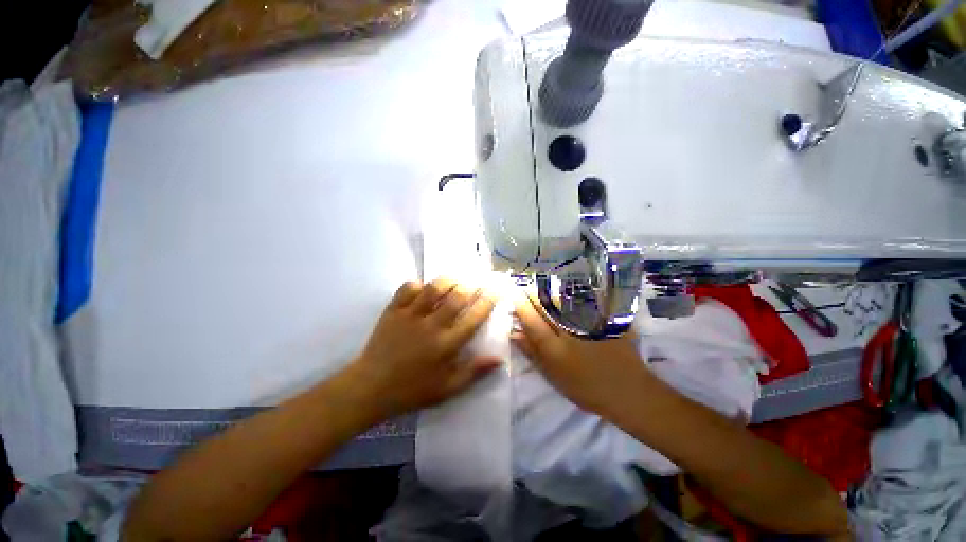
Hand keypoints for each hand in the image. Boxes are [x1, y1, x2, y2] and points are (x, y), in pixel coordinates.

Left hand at [347, 279, 500, 418]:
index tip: (495, 291)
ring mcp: (410, 316)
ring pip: (433, 288)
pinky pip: (407, 288)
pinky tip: (423, 289)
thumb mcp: (447, 389)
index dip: (487, 302)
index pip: (473, 319)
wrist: (371, 387)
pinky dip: (418, 284)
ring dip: (447, 281)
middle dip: (469, 287)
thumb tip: (498, 358)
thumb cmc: (412, 390)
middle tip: (474, 284)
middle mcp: (431, 326)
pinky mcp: (393, 311)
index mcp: (446, 345)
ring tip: (454, 281)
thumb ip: (473, 372)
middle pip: (456, 297)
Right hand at [512, 292, 650, 419]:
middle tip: (525, 289)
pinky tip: (565, 296)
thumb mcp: (553, 376)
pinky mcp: (601, 318)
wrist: (628, 390)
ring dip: (548, 293)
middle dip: (532, 294)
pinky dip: (569, 297)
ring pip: (561, 299)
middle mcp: (568, 329)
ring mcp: (586, 322)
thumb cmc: (585, 388)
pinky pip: (581, 301)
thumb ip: (533, 353)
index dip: (519, 304)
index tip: (512, 294)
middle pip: (545, 304)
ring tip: (541, 290)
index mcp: (554, 346)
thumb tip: (514, 333)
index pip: (531, 318)